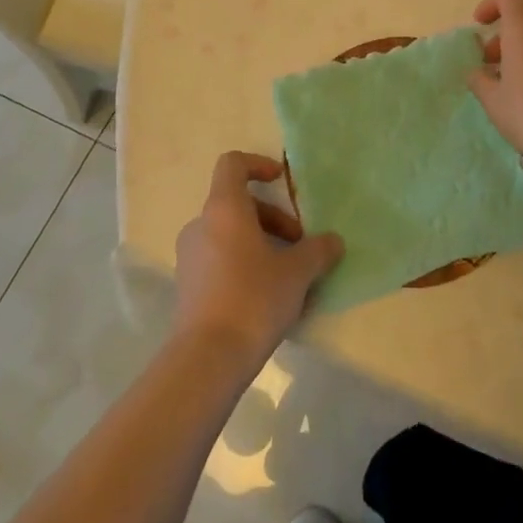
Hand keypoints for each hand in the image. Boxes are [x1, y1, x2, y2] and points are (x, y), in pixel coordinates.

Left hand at [173, 152, 343, 368]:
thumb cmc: (253, 298)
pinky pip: (220, 260)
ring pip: (230, 234)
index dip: (258, 165)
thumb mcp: (297, 272)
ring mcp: (190, 256)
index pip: (232, 164)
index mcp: (224, 208)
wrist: (207, 358)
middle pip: (238, 204)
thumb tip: (333, 241)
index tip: (281, 182)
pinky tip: (268, 297)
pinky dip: (244, 265)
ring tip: (289, 275)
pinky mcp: (188, 286)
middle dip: (273, 218)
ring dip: (261, 244)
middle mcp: (201, 224)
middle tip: (299, 245)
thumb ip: (318, 250)